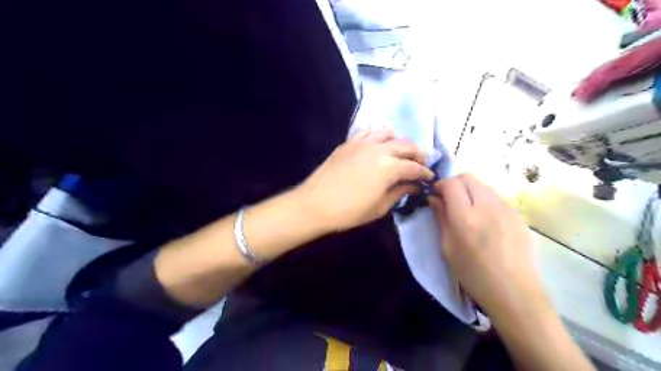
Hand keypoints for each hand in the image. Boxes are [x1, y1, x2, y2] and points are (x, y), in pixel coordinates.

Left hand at [298, 129, 434, 229]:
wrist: (315, 204)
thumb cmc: (349, 211)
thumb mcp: (379, 207)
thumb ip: (400, 192)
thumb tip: (414, 185)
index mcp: (389, 167)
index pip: (414, 167)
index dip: (425, 173)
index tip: (429, 178)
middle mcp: (379, 149)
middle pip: (406, 145)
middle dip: (418, 154)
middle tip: (421, 164)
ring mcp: (362, 143)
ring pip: (388, 133)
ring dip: (399, 142)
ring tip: (400, 153)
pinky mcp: (349, 142)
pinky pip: (368, 132)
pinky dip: (377, 136)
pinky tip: (377, 145)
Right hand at [429, 172, 548, 319]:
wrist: (514, 292)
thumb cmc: (473, 274)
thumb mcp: (447, 248)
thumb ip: (440, 218)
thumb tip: (433, 198)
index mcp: (465, 217)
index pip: (451, 184)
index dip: (439, 185)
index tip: (435, 195)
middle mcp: (487, 206)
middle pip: (468, 177)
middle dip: (454, 183)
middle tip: (448, 199)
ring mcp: (505, 208)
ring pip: (483, 184)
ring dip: (469, 189)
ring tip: (466, 208)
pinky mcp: (517, 214)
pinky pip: (496, 196)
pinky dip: (484, 198)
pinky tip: (483, 217)